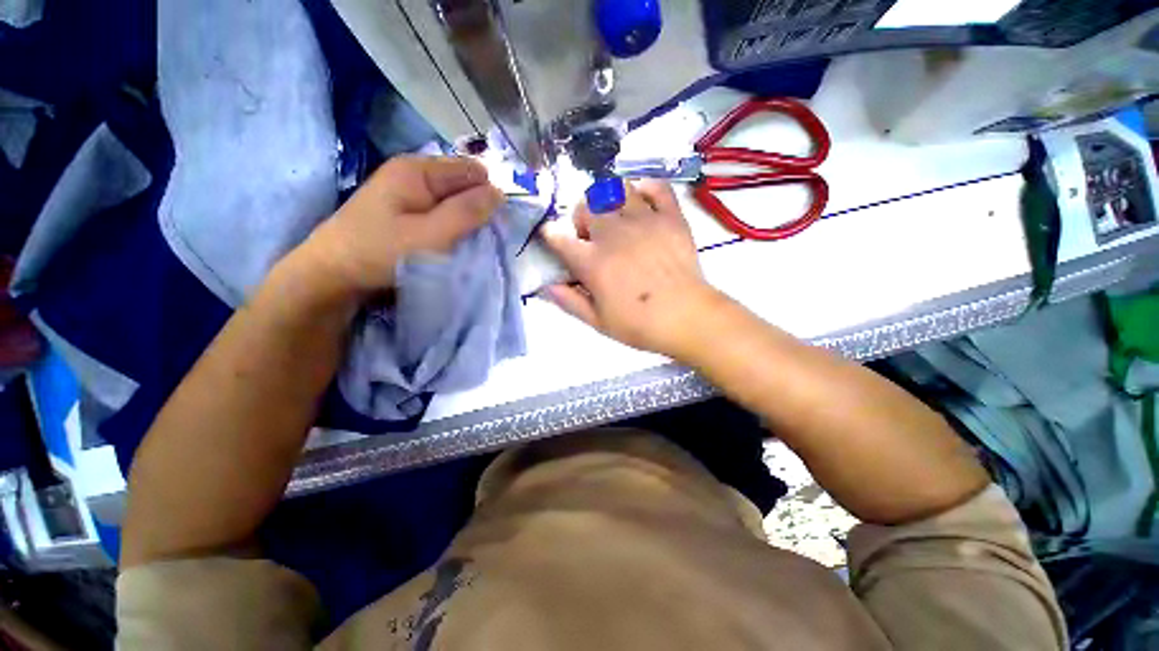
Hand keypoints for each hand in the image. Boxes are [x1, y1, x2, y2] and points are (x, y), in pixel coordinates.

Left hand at [297, 156, 503, 297]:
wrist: (333, 274)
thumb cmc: (381, 253)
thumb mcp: (430, 235)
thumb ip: (467, 213)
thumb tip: (500, 193)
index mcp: (419, 170)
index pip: (473, 173)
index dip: (487, 198)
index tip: (488, 228)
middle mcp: (414, 173)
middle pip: (463, 185)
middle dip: (475, 210)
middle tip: (472, 240)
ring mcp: (408, 192)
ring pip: (453, 201)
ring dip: (464, 222)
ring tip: (460, 245)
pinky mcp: (405, 210)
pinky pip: (441, 213)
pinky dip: (450, 227)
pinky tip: (447, 244)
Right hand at [542, 180, 721, 357]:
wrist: (687, 317)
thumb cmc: (640, 324)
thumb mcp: (598, 322)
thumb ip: (569, 302)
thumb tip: (545, 287)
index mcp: (592, 262)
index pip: (559, 238)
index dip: (551, 235)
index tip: (553, 238)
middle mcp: (613, 234)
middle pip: (585, 207)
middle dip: (581, 219)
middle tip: (591, 237)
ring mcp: (643, 221)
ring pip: (616, 190)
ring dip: (609, 201)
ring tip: (615, 218)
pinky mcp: (670, 217)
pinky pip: (656, 187)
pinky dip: (646, 188)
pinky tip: (642, 201)